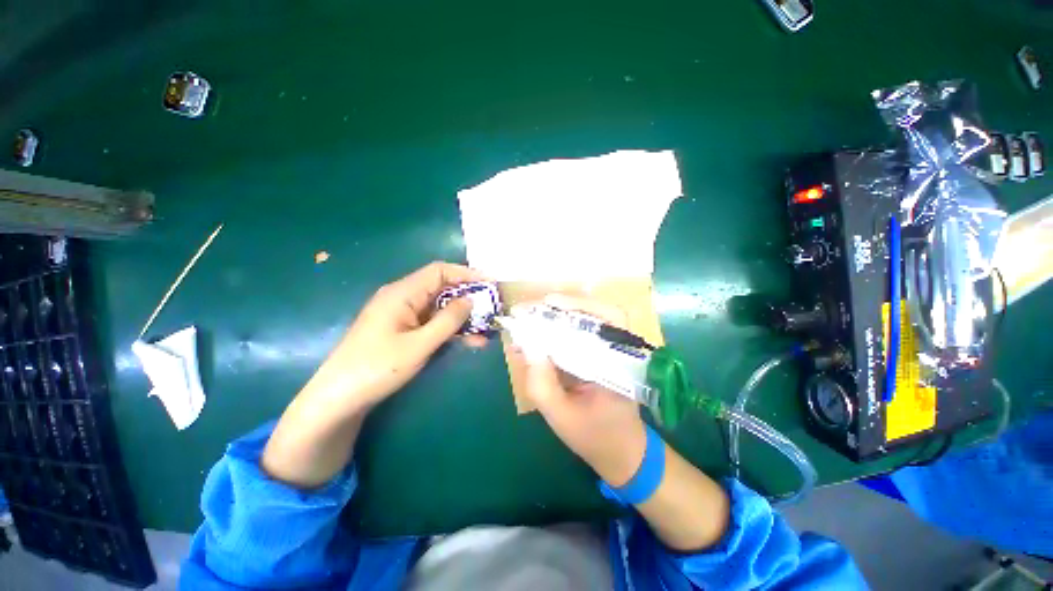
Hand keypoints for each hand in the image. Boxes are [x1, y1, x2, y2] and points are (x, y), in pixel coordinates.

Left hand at [304, 261, 486, 413]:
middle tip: (492, 309)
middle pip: (442, 288)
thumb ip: (448, 320)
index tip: (490, 285)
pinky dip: (450, 329)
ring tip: (486, 329)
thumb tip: (471, 300)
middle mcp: (403, 297)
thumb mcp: (419, 345)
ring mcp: (402, 314)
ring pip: (440, 308)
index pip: (440, 271)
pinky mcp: (403, 330)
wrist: (339, 398)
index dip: (467, 275)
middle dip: (468, 297)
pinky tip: (469, 341)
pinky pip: (432, 323)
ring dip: (462, 317)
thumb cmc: (377, 368)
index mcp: (402, 293)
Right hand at [518, 295, 646, 485]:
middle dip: (558, 308)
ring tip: (527, 319)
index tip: (548, 302)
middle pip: (592, 313)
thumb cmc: (596, 437)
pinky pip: (575, 337)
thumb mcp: (562, 417)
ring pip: (582, 322)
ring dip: (553, 318)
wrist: (619, 452)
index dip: (578, 304)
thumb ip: (542, 385)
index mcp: (618, 360)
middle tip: (528, 310)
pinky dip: (553, 333)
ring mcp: (605, 351)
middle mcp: (615, 349)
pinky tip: (533, 337)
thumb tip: (527, 347)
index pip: (607, 317)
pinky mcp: (594, 356)